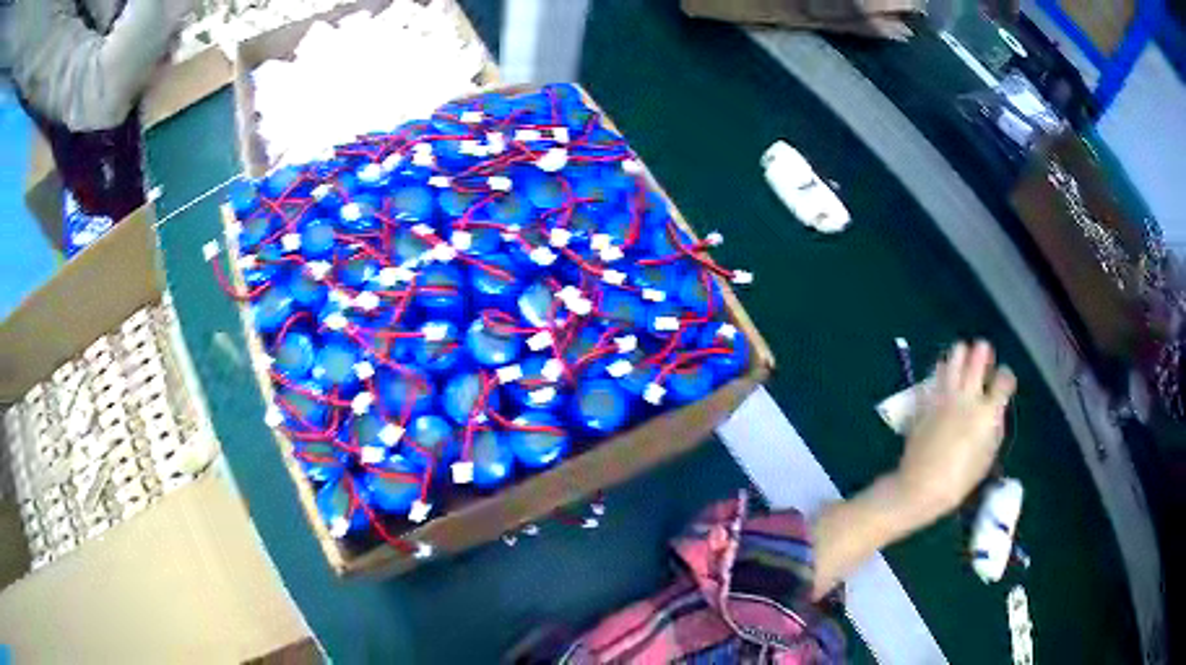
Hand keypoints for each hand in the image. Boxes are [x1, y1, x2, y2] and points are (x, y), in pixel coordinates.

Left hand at [890, 340, 1016, 528]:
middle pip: (977, 360)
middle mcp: (967, 398)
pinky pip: (934, 377)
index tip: (1005, 381)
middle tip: (983, 351)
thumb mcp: (987, 457)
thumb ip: (994, 429)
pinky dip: (940, 370)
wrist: (920, 486)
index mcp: (987, 413)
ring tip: (963, 354)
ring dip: (960, 354)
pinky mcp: (926, 402)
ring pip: (953, 360)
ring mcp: (944, 397)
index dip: (1006, 377)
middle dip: (983, 352)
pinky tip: (943, 371)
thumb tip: (996, 412)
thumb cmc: (959, 480)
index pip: (1004, 380)